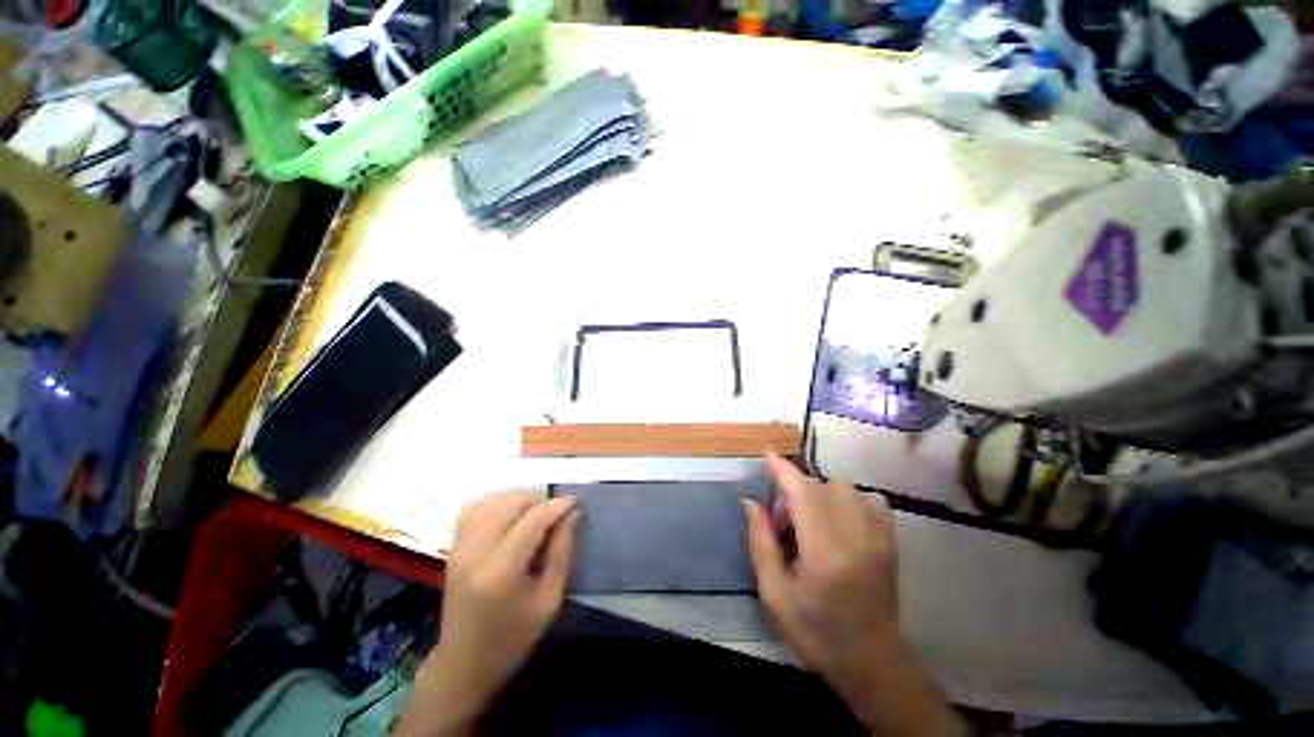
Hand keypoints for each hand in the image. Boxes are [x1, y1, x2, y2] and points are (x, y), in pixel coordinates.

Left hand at [398, 491, 578, 736]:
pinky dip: (495, 502)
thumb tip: (573, 513)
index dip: (557, 505)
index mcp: (501, 571)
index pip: (533, 520)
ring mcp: (459, 548)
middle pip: (510, 503)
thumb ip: (562, 552)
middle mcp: (476, 552)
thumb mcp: (549, 600)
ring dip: (518, 498)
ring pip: (492, 500)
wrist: (463, 664)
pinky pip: (473, 508)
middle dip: (538, 498)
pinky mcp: (452, 547)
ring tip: (536, 511)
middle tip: (556, 511)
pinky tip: (509, 513)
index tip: (575, 501)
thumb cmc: (513, 638)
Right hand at [744, 455, 956, 735]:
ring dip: (818, 496)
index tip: (766, 455)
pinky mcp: (890, 540)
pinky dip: (848, 500)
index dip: (782, 469)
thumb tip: (750, 502)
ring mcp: (878, 537)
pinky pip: (869, 499)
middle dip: (793, 493)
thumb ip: (760, 543)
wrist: (872, 662)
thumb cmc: (816, 632)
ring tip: (811, 524)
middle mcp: (854, 536)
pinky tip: (839, 521)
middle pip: (819, 486)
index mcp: (824, 552)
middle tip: (785, 526)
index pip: (802, 494)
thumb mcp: (774, 594)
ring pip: (842, 488)